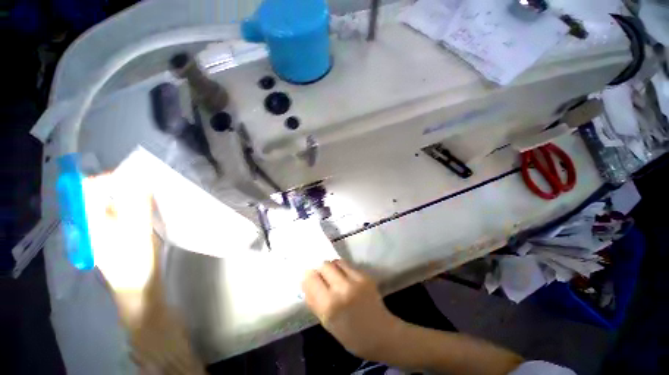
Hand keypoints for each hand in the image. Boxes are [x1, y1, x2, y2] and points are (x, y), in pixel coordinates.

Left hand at [82, 174, 160, 323]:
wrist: (138, 291)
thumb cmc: (135, 263)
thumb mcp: (138, 233)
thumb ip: (138, 205)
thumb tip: (141, 180)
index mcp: (92, 222)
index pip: (90, 188)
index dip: (110, 179)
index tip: (136, 179)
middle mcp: (94, 223)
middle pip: (102, 194)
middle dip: (125, 186)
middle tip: (148, 188)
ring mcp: (105, 231)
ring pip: (114, 204)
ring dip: (131, 197)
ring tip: (151, 198)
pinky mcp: (117, 236)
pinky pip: (122, 213)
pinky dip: (134, 207)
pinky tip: (149, 213)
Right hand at [301, 260, 404, 359]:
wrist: (381, 333)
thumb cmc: (351, 335)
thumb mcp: (327, 324)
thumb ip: (315, 302)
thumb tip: (306, 283)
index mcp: (329, 306)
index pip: (311, 279)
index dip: (308, 277)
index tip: (308, 279)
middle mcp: (342, 289)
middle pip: (324, 265)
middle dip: (320, 270)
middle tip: (321, 278)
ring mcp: (356, 280)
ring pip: (336, 262)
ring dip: (331, 267)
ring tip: (333, 276)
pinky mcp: (365, 275)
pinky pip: (347, 265)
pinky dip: (342, 269)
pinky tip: (345, 278)